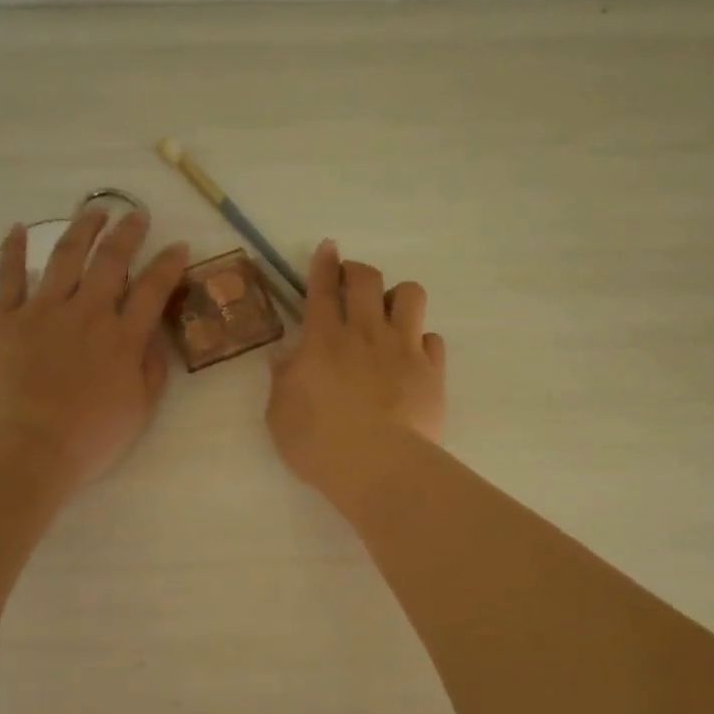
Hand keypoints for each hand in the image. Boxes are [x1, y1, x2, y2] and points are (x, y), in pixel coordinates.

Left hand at [0, 206, 189, 492]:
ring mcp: (43, 312)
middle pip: (111, 260)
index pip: (154, 289)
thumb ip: (151, 369)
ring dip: (82, 229)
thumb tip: (153, 336)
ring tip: (94, 210)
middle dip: (128, 233)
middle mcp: (87, 313)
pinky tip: (17, 229)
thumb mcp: (140, 410)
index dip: (169, 264)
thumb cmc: (91, 438)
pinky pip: (9, 277)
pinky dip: (12, 251)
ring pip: (65, 257)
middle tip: (136, 215)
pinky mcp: (6, 320)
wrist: (29, 449)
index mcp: (123, 338)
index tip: (179, 247)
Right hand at [266, 240, 445, 508]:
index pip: (323, 289)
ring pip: (411, 295)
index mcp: (324, 340)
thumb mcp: (280, 415)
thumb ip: (282, 380)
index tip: (329, 248)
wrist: (379, 466)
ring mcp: (404, 349)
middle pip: (368, 280)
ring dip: (398, 296)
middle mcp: (366, 334)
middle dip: (359, 271)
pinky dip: (421, 341)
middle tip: (353, 281)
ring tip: (390, 314)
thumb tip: (285, 357)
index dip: (325, 264)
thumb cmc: (319, 444)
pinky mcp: (432, 372)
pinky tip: (413, 356)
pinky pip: (433, 339)